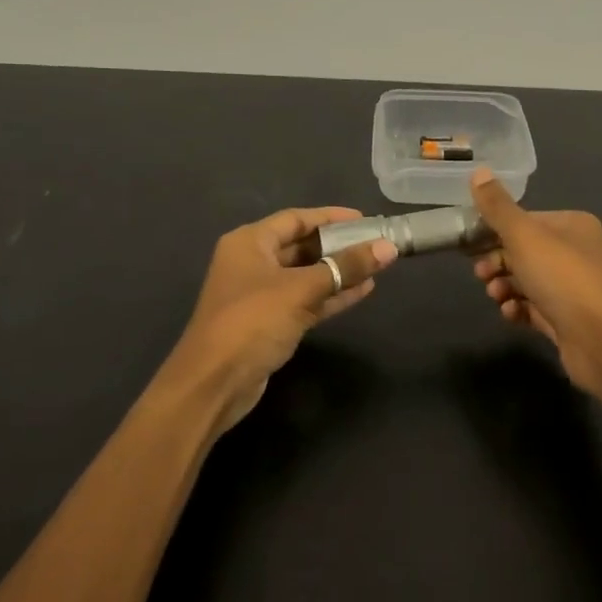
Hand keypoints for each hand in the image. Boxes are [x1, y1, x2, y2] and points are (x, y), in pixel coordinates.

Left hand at [166, 207, 397, 430]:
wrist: (214, 383)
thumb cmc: (252, 322)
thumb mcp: (301, 290)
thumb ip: (345, 267)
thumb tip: (388, 247)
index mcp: (250, 242)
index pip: (296, 218)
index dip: (331, 217)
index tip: (366, 219)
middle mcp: (252, 262)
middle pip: (301, 246)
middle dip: (339, 246)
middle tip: (376, 244)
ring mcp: (260, 294)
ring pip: (306, 275)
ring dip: (338, 272)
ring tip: (377, 267)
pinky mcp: (269, 322)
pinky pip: (305, 300)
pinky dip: (330, 295)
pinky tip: (362, 291)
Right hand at [469, 170, 601, 395]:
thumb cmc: (563, 278)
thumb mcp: (524, 236)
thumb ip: (497, 207)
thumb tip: (478, 171)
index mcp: (572, 225)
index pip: (525, 220)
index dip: (495, 231)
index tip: (470, 245)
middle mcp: (576, 252)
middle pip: (523, 251)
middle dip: (497, 262)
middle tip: (482, 274)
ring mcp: (573, 288)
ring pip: (526, 281)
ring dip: (504, 286)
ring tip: (497, 296)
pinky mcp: (567, 319)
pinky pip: (534, 308)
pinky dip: (518, 309)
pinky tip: (511, 314)